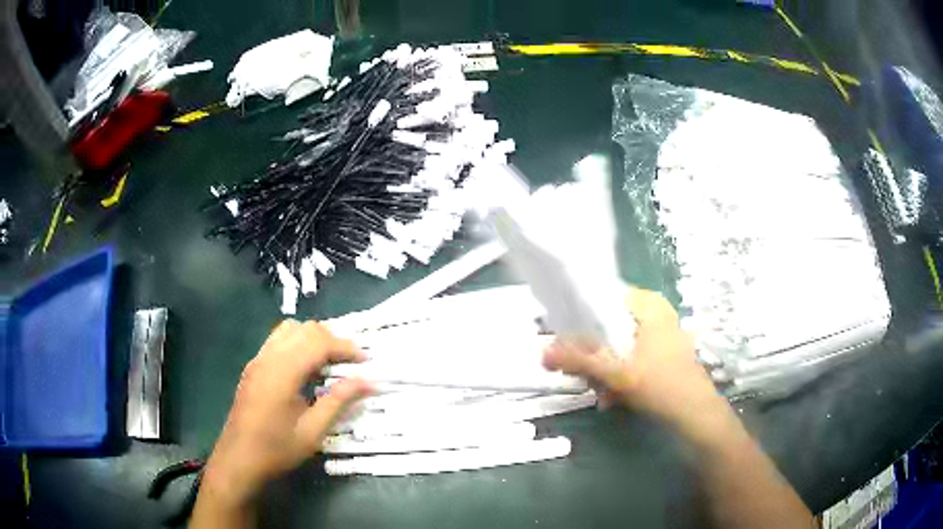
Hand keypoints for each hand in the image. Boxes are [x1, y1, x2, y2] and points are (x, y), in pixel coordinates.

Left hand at [202, 320, 370, 506]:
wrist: (239, 458)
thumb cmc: (277, 449)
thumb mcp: (313, 431)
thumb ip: (339, 401)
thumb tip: (368, 382)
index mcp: (283, 372)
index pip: (319, 342)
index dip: (346, 347)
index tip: (366, 361)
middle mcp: (269, 357)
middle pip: (305, 329)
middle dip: (332, 339)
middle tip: (350, 363)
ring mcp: (258, 359)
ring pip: (289, 329)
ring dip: (313, 338)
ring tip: (329, 362)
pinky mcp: (253, 366)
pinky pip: (278, 340)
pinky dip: (297, 343)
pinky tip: (305, 370)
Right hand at [543, 287, 720, 431]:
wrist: (696, 415)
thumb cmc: (662, 386)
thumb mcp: (617, 373)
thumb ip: (580, 360)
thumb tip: (543, 353)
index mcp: (647, 304)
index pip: (602, 298)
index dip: (578, 320)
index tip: (562, 342)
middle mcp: (654, 312)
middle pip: (608, 325)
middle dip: (592, 355)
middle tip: (583, 377)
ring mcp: (659, 332)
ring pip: (617, 344)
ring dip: (603, 370)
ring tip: (601, 393)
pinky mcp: (661, 351)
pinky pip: (629, 356)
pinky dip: (618, 374)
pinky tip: (613, 396)